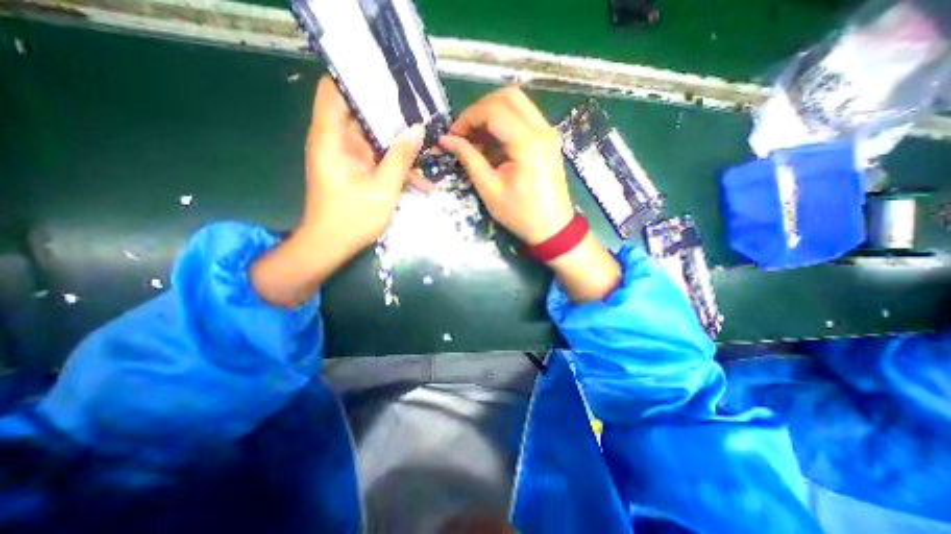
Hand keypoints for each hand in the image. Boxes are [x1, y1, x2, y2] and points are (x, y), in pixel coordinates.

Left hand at [303, 75, 428, 256]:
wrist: (331, 246)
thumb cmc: (352, 220)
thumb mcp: (383, 190)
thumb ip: (400, 159)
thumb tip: (418, 130)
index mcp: (331, 139)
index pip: (335, 90)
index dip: (358, 78)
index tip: (389, 78)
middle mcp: (336, 141)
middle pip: (361, 111)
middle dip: (391, 111)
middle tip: (420, 110)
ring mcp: (347, 155)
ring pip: (375, 137)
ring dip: (399, 142)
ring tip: (428, 143)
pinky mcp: (356, 169)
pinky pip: (378, 158)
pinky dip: (396, 164)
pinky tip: (422, 180)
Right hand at [440, 88, 620, 301]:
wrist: (552, 228)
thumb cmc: (520, 214)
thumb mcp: (490, 189)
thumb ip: (469, 159)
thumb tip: (446, 139)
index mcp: (528, 143)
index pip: (494, 110)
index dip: (468, 117)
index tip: (454, 135)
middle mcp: (542, 130)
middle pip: (508, 95)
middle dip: (480, 109)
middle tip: (465, 131)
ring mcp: (548, 132)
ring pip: (517, 103)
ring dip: (492, 114)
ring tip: (476, 139)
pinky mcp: (548, 139)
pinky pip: (524, 117)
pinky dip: (504, 123)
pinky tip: (492, 144)